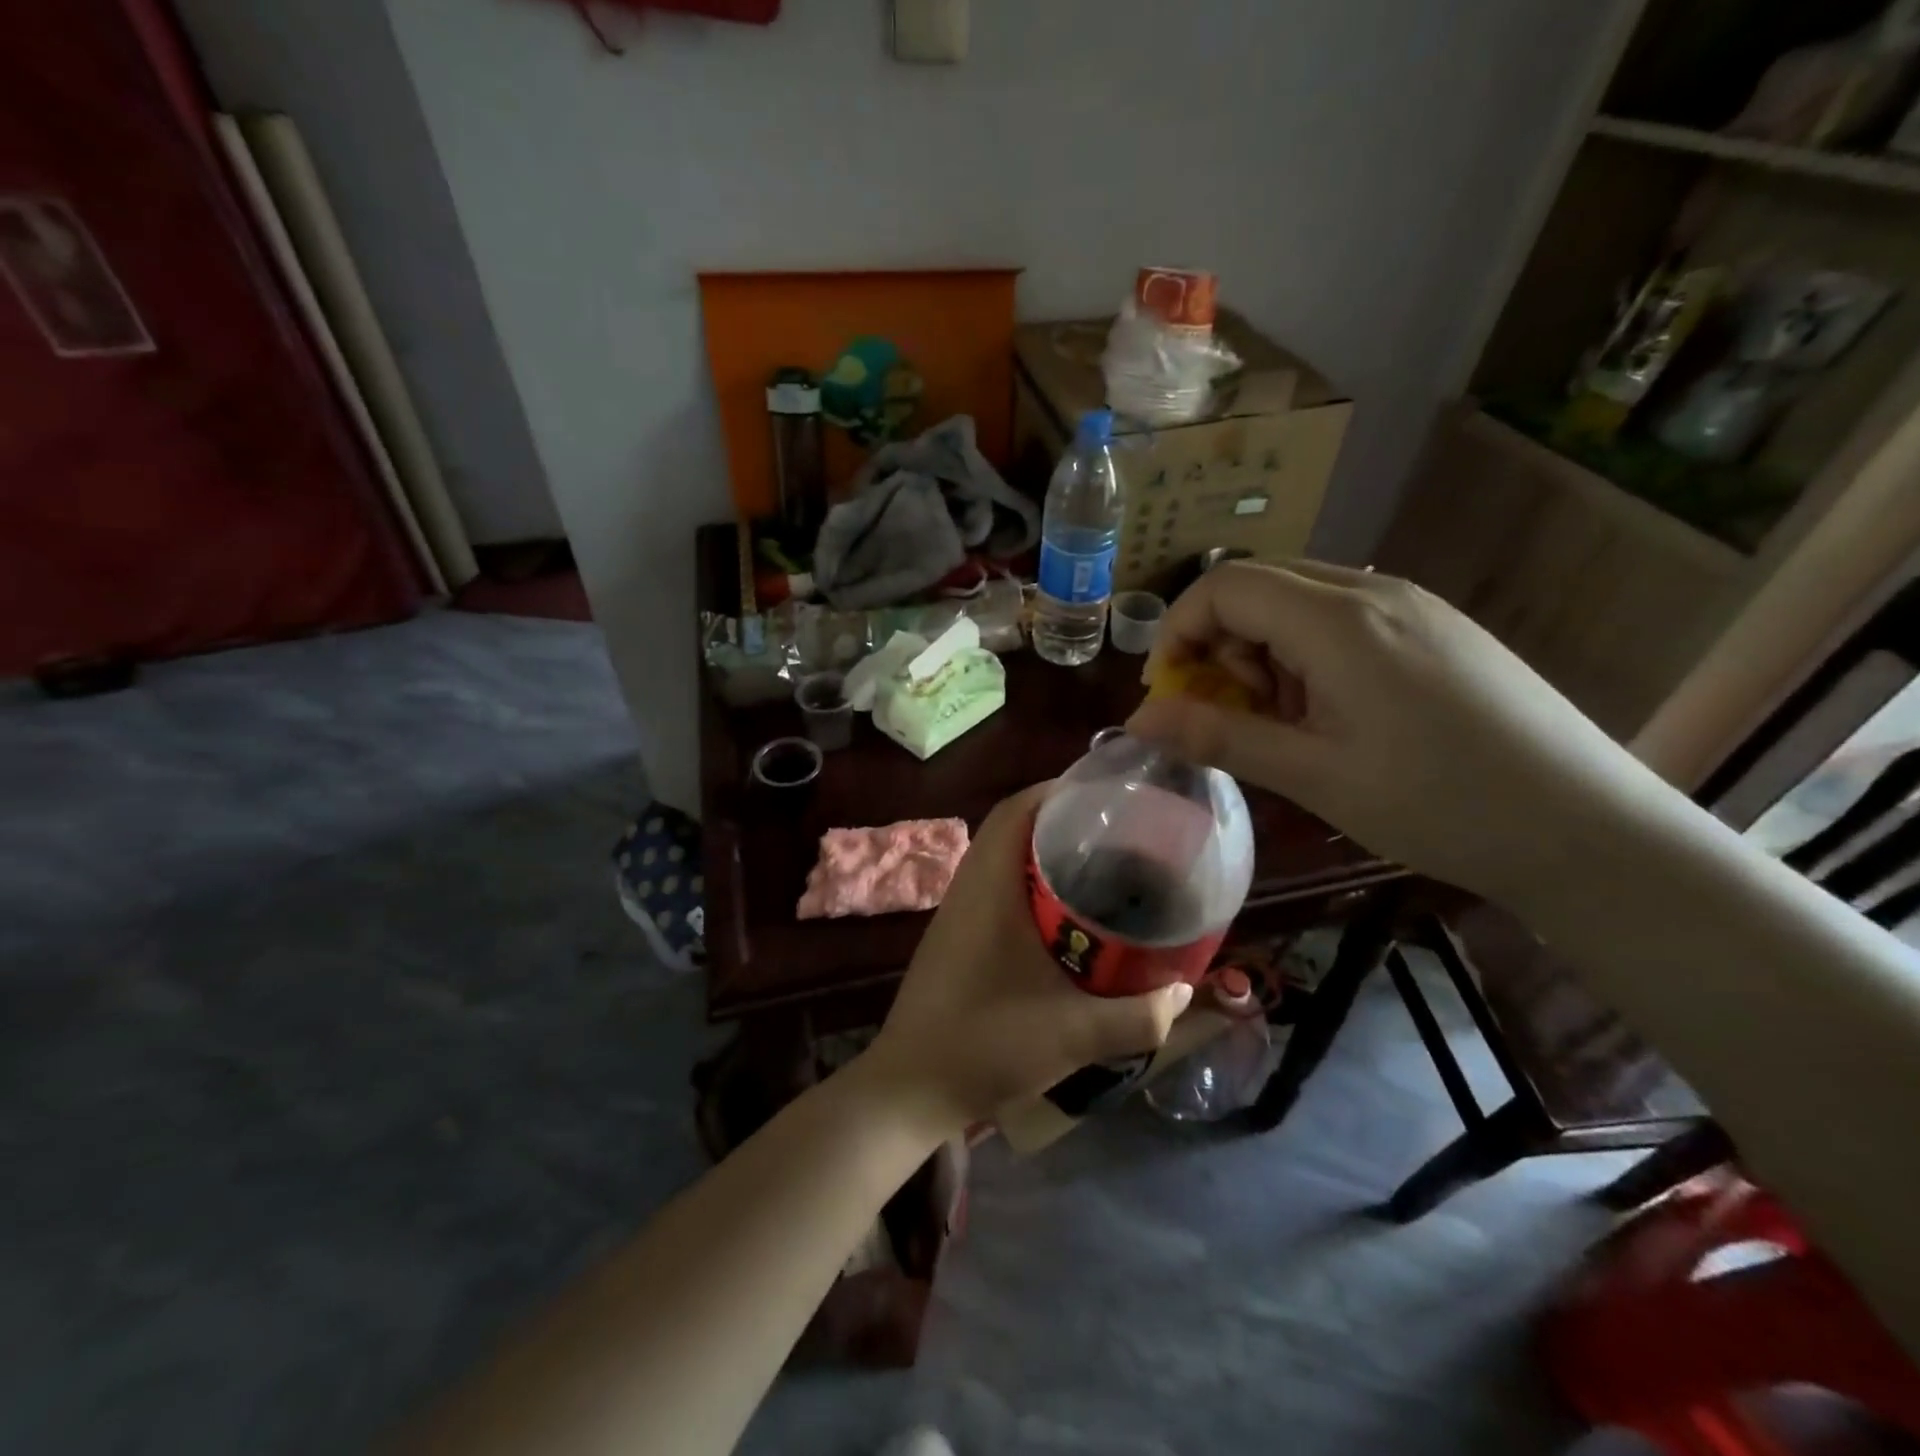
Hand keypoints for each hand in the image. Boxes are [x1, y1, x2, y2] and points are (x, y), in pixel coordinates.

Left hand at [865, 786, 1194, 1126]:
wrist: (911, 1088)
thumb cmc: (986, 1046)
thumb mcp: (1074, 1034)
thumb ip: (1138, 1016)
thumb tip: (1183, 990)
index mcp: (989, 888)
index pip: (1016, 810)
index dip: (1057, 790)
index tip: (1106, 794)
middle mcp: (969, 888)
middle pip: (1011, 826)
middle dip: (1061, 819)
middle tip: (1115, 830)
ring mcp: (957, 912)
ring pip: (1002, 857)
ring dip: (1043, 851)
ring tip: (1099, 864)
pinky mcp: (955, 936)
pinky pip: (994, 886)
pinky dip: (1028, 882)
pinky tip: (1064, 915)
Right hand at [1125, 561, 1672, 904]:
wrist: (1586, 829)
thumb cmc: (1438, 805)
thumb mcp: (1312, 775)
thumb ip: (1218, 736)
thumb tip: (1138, 719)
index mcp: (1339, 619)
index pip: (1224, 585)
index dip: (1177, 631)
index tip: (1169, 693)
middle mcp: (1374, 591)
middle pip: (1259, 584)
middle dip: (1218, 642)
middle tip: (1226, 712)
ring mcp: (1413, 604)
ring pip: (1300, 599)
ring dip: (1262, 649)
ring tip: (1283, 722)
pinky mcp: (1437, 627)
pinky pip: (1344, 617)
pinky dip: (1307, 654)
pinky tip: (1332, 713)